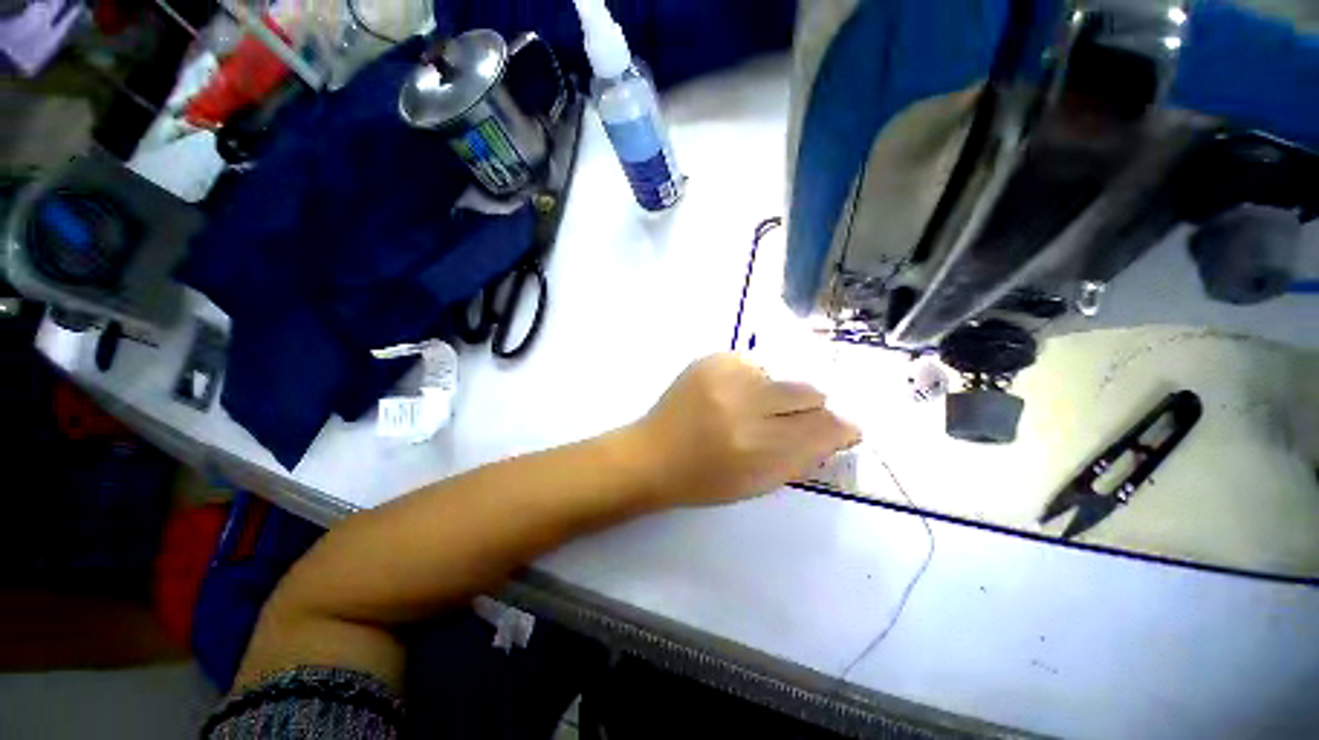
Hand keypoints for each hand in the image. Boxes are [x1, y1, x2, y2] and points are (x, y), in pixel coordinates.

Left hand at [625, 353, 860, 507]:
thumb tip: (836, 431)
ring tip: (751, 409)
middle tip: (788, 420)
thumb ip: (802, 457)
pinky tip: (731, 396)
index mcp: (759, 448)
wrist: (652, 455)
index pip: (823, 428)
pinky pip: (753, 364)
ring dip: (776, 394)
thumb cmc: (704, 480)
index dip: (839, 428)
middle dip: (809, 408)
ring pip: (781, 377)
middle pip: (808, 393)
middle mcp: (745, 406)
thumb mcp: (758, 483)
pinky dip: (752, 380)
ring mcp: (726, 377)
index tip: (842, 430)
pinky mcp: (711, 360)